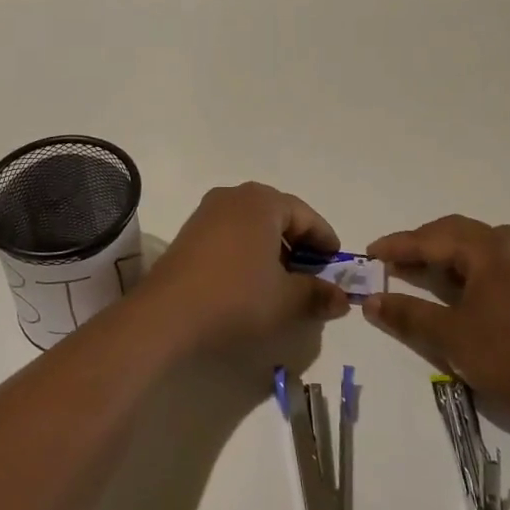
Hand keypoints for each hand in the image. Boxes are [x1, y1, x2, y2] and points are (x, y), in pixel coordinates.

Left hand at [137, 183, 350, 354]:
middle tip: (313, 275)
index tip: (336, 266)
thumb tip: (341, 298)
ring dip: (273, 249)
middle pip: (279, 216)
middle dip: (299, 245)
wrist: (167, 314)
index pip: (306, 216)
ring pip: (254, 225)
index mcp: (262, 201)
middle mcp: (235, 196)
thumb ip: (318, 294)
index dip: (325, 242)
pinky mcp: (190, 232)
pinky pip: (232, 234)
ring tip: (284, 282)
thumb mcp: (286, 299)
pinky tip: (252, 281)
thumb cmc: (236, 297)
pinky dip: (249, 251)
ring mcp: (208, 212)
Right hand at [364, 216, 509, 435]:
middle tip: (397, 261)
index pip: (432, 238)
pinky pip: (507, 264)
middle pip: (459, 233)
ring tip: (433, 273)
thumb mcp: (451, 337)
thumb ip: (408, 314)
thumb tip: (370, 301)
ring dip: (453, 255)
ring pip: (485, 246)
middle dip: (424, 245)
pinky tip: (477, 293)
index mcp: (488, 249)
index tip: (371, 252)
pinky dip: (480, 270)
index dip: (398, 245)